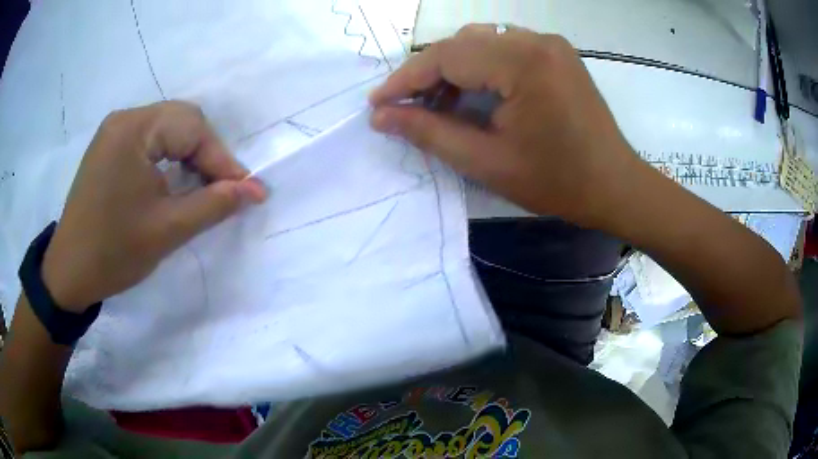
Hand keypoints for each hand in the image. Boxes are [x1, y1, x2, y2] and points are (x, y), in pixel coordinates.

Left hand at [41, 101, 266, 311]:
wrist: (69, 273)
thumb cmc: (113, 252)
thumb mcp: (167, 230)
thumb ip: (214, 204)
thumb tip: (256, 190)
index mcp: (134, 130)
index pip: (192, 128)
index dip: (221, 159)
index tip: (245, 191)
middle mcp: (124, 120)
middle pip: (180, 122)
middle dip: (206, 155)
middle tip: (222, 190)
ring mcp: (114, 132)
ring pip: (166, 130)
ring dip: (188, 156)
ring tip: (200, 188)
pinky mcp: (109, 148)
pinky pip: (149, 141)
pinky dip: (168, 158)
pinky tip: (173, 182)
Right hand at [370, 24, 638, 226]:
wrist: (615, 185)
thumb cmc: (557, 182)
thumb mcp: (487, 162)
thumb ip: (429, 133)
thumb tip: (381, 116)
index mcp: (523, 62)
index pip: (446, 56)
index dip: (405, 79)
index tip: (377, 103)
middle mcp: (536, 40)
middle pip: (462, 44)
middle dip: (427, 75)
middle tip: (405, 109)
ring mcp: (549, 43)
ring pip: (481, 43)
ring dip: (453, 70)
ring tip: (437, 106)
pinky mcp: (556, 53)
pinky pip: (504, 49)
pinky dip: (480, 68)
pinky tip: (473, 94)